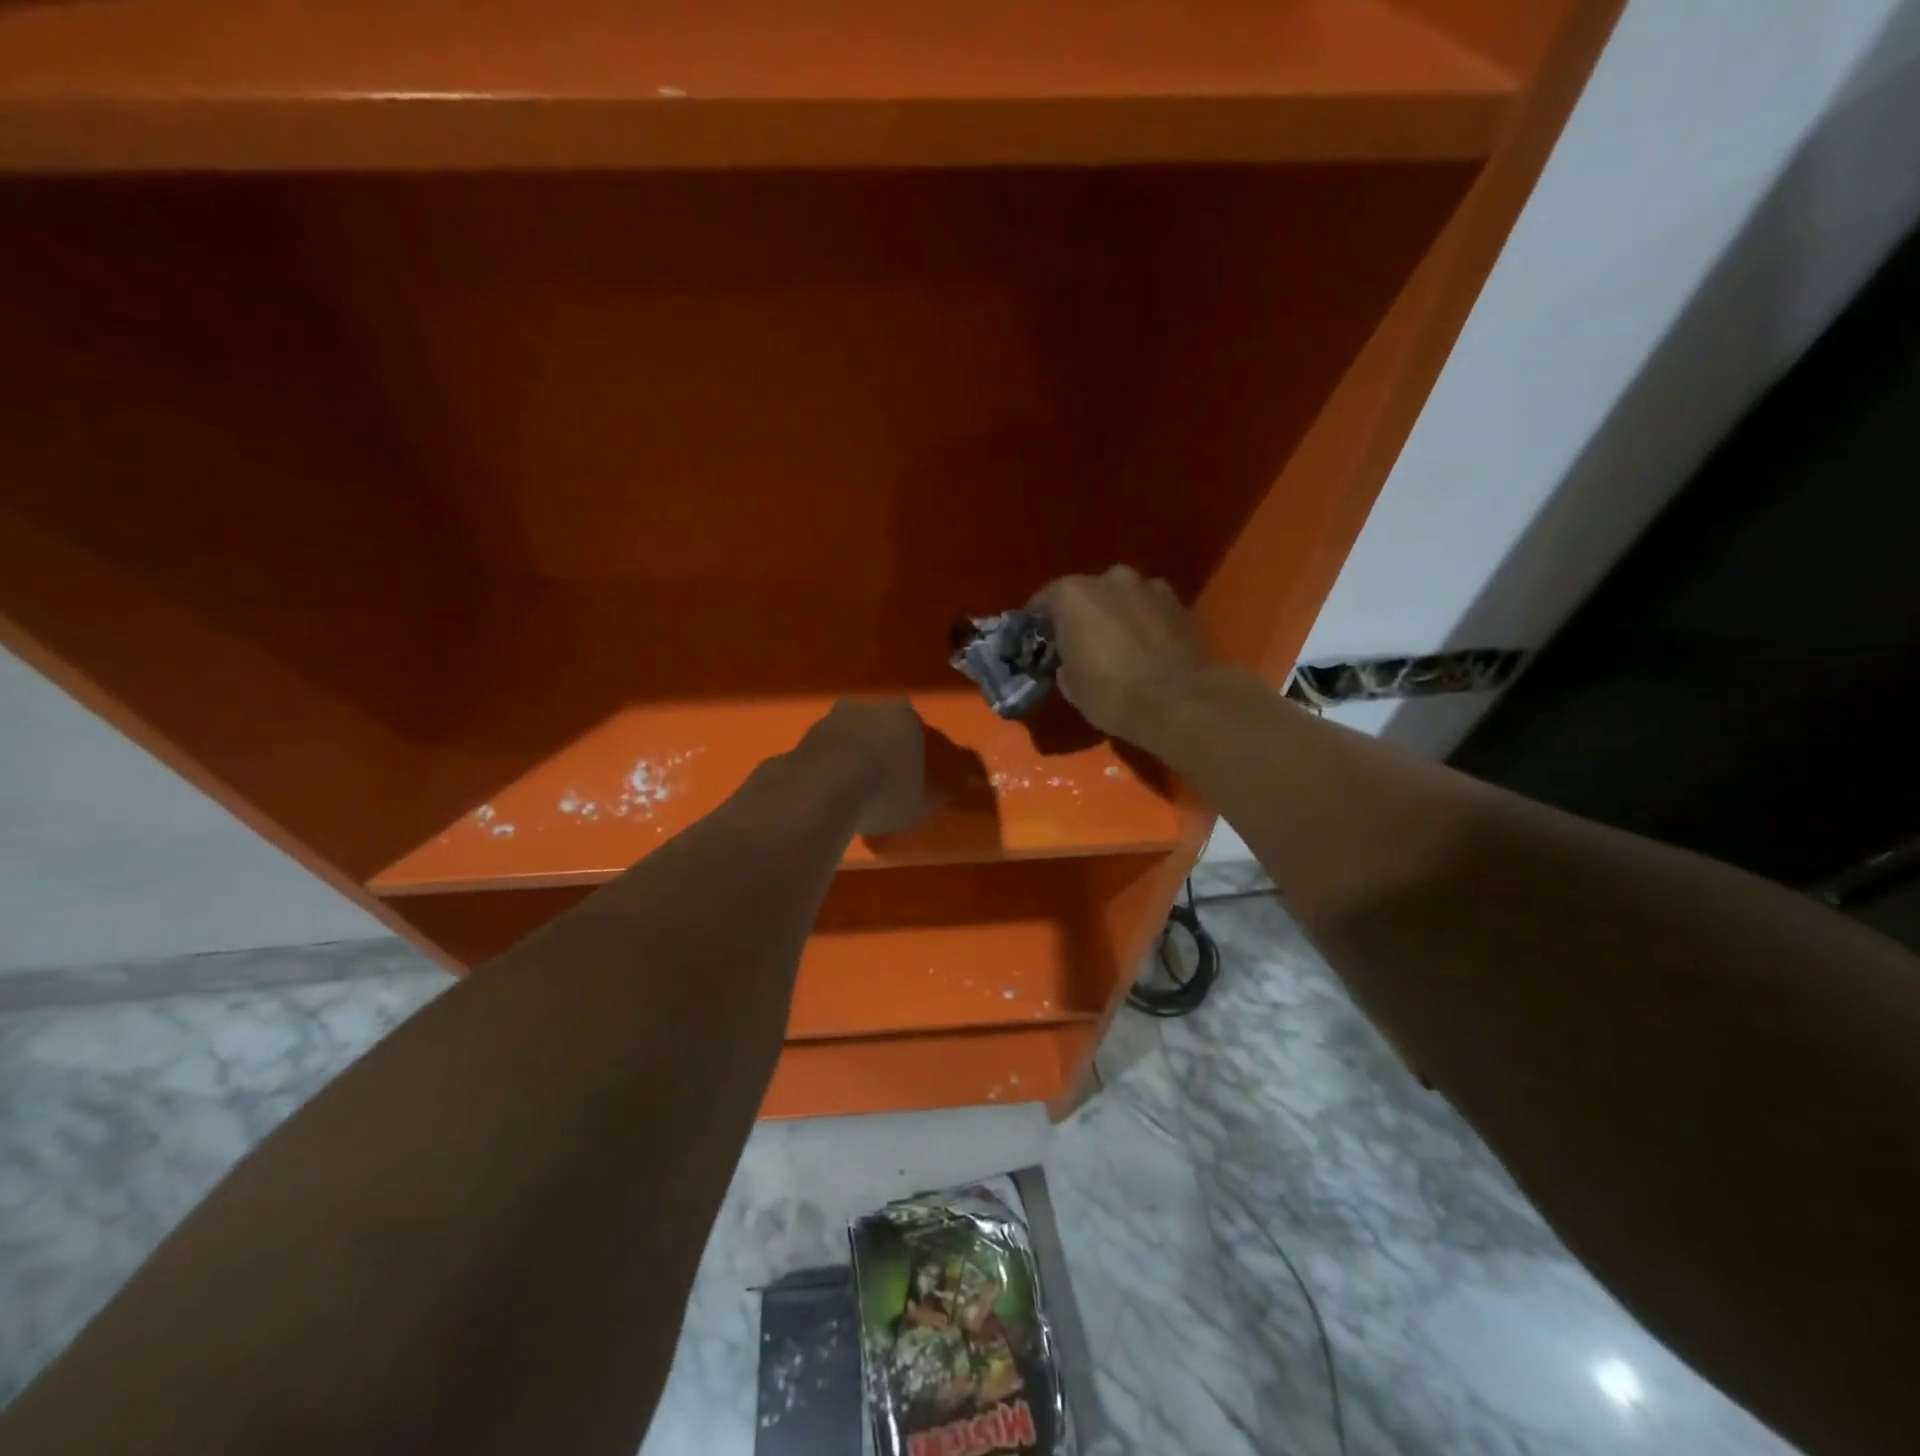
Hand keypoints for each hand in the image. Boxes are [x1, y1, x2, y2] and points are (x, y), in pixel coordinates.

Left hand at [800, 698, 931, 836]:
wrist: (826, 789)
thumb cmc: (885, 789)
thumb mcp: (920, 802)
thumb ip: (928, 794)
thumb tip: (934, 794)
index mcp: (903, 714)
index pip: (914, 728)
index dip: (912, 753)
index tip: (911, 776)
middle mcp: (865, 707)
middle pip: (876, 728)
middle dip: (878, 749)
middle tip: (881, 783)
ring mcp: (829, 719)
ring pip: (845, 738)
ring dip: (849, 758)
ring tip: (852, 794)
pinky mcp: (801, 739)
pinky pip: (821, 756)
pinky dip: (825, 771)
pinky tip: (827, 796)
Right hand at [1034, 566, 1207, 747]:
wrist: (1177, 702)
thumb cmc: (1111, 694)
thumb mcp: (1071, 686)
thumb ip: (1064, 662)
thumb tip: (1069, 661)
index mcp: (1073, 596)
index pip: (1044, 601)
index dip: (1039, 622)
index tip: (1039, 641)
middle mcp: (1110, 579)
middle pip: (1087, 593)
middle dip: (1082, 614)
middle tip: (1081, 642)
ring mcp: (1149, 586)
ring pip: (1122, 597)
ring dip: (1116, 613)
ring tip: (1118, 643)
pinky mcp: (1179, 603)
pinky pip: (1150, 608)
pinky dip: (1145, 621)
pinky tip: (1146, 646)